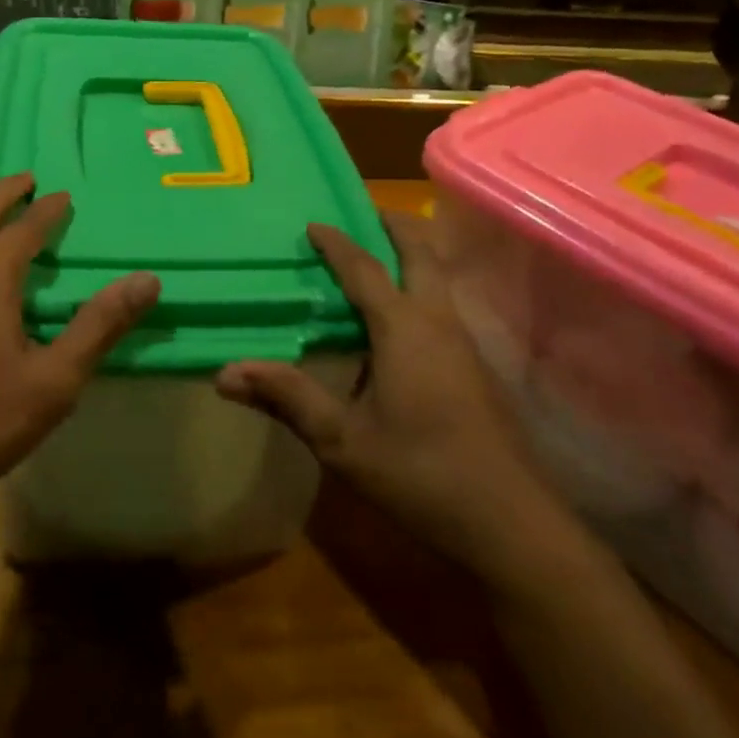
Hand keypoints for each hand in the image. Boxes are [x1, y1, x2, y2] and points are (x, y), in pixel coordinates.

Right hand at [216, 213, 574, 583]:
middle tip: (366, 212)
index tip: (313, 223)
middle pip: (422, 254)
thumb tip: (226, 373)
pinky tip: (401, 320)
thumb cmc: (421, 473)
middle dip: (395, 227)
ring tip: (379, 255)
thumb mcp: (343, 441)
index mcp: (404, 327)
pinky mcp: (476, 369)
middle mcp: (438, 322)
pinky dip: (420, 287)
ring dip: (412, 256)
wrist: (512, 525)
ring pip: (439, 279)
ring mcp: (464, 344)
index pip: (364, 269)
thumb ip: (287, 399)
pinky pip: (443, 306)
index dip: (336, 243)